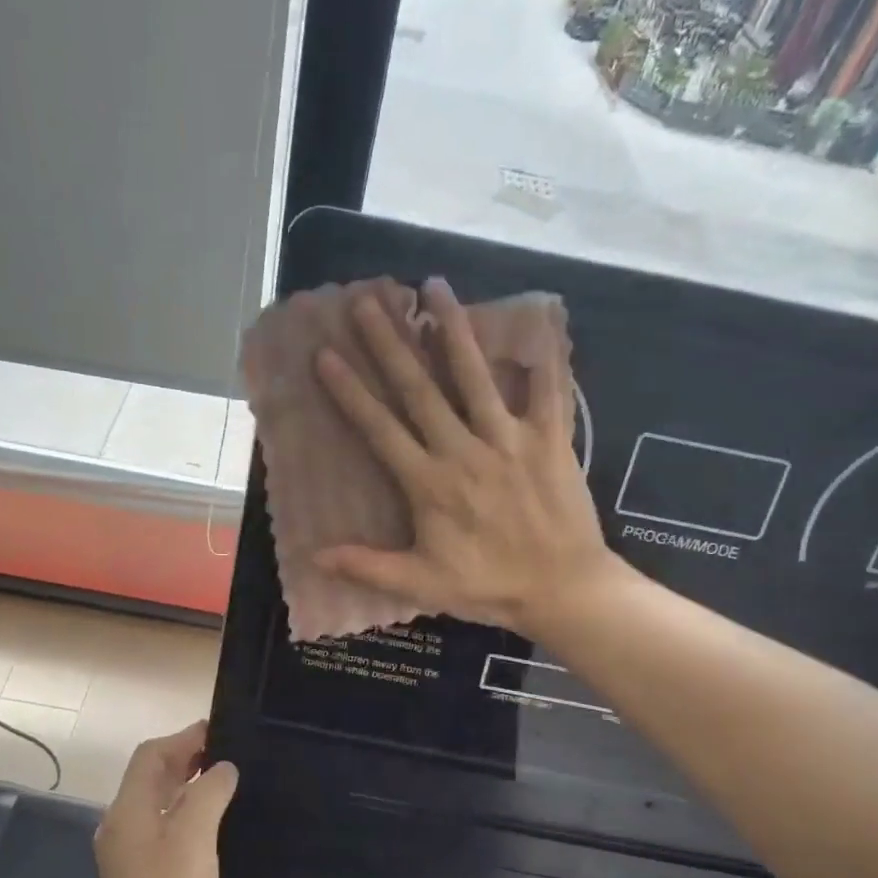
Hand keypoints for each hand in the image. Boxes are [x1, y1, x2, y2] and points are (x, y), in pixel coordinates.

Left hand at [92, 722, 237, 877]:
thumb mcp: (196, 839)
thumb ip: (209, 793)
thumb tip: (223, 768)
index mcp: (127, 810)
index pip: (151, 756)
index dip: (184, 738)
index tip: (220, 731)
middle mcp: (119, 822)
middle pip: (150, 774)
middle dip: (185, 757)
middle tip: (227, 752)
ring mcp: (125, 847)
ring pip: (155, 798)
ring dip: (185, 781)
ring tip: (223, 777)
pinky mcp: (136, 867)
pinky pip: (159, 820)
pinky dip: (182, 807)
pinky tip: (209, 816)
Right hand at [313, 276, 619, 635]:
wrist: (562, 590)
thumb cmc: (489, 587)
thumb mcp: (421, 584)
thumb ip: (368, 567)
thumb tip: (314, 557)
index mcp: (429, 483)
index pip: (381, 429)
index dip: (351, 392)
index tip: (326, 354)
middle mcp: (464, 450)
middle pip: (420, 390)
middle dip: (390, 344)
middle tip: (367, 303)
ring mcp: (510, 440)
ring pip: (476, 377)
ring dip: (453, 330)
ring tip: (435, 287)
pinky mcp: (551, 441)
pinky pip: (549, 392)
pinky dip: (543, 358)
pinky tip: (535, 325)